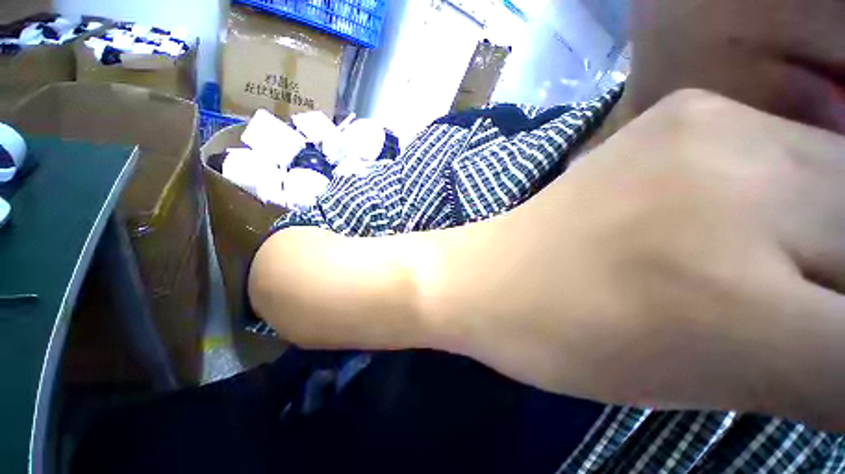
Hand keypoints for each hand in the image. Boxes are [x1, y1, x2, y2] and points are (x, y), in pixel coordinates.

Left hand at [421, 90, 844, 430]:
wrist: (486, 276)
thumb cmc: (561, 337)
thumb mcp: (702, 378)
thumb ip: (816, 365)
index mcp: (734, 301)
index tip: (830, 349)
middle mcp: (735, 186)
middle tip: (821, 303)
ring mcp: (706, 129)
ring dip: (843, 229)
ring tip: (799, 264)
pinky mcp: (679, 109)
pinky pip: (795, 143)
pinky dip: (809, 192)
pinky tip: (758, 215)